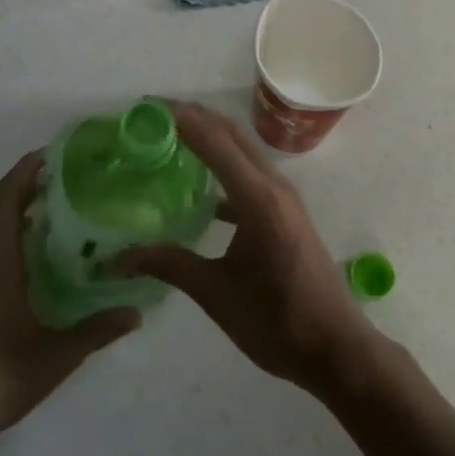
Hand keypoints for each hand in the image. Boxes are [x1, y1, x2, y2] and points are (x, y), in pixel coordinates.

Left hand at [0, 151, 138, 445]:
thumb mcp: (55, 355)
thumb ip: (96, 331)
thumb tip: (137, 312)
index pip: (7, 198)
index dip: (26, 170)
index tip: (55, 155)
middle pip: (5, 208)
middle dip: (34, 186)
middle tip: (76, 179)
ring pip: (1, 231)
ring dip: (28, 212)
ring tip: (71, 211)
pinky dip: (22, 238)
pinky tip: (50, 258)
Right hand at [119, 101, 382, 402]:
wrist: (336, 349)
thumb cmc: (278, 323)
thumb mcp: (217, 295)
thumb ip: (169, 266)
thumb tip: (118, 257)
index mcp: (258, 199)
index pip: (215, 141)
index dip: (181, 119)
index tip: (146, 106)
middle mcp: (274, 185)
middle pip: (231, 133)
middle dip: (193, 116)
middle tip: (151, 114)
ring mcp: (283, 196)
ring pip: (242, 149)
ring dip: (209, 135)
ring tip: (169, 136)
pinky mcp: (285, 210)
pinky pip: (249, 172)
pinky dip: (223, 164)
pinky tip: (197, 186)